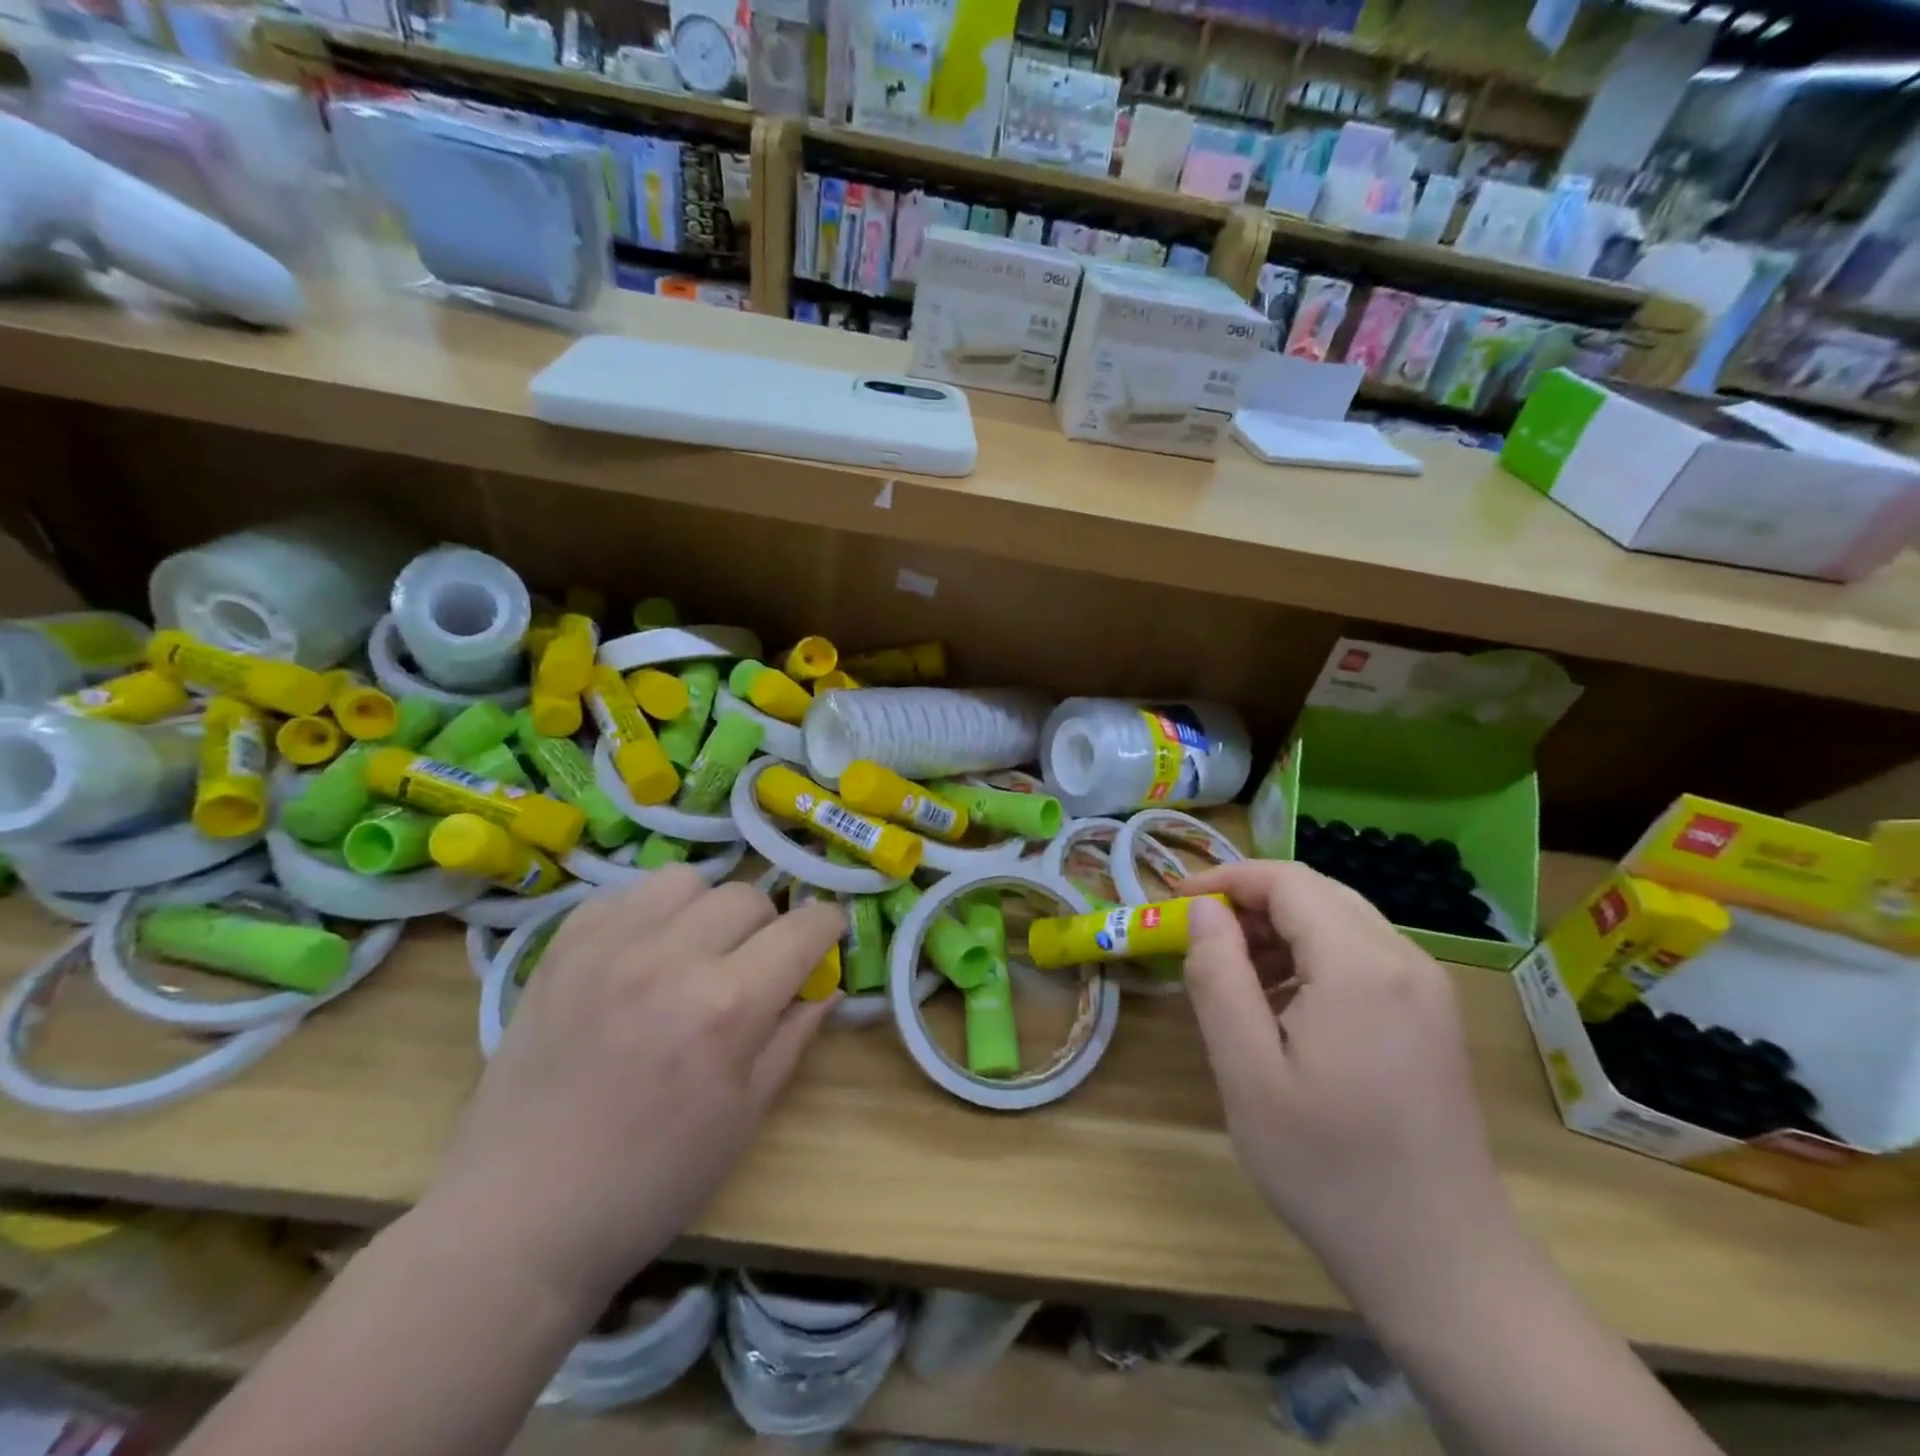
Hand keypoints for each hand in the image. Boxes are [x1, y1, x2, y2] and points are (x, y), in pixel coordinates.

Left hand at [421, 868, 845, 1317]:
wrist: (521, 1216)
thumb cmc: (652, 1180)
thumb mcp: (746, 1116)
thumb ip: (794, 1036)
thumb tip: (827, 986)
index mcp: (728, 1007)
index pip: (804, 928)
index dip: (827, 926)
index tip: (825, 938)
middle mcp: (672, 959)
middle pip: (748, 896)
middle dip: (768, 925)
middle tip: (753, 965)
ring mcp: (609, 947)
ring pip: (687, 881)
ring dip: (706, 909)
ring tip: (693, 951)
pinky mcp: (561, 949)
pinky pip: (623, 894)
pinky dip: (647, 913)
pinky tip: (641, 954)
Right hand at [1180, 862, 1511, 1284]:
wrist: (1443, 1263)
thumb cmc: (1329, 1168)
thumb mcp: (1247, 1073)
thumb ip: (1218, 977)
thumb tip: (1204, 910)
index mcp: (1360, 965)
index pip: (1286, 880)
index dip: (1226, 878)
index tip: (1176, 902)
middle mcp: (1403, 959)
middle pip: (1315, 892)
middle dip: (1250, 902)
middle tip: (1200, 941)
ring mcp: (1427, 987)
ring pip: (1339, 920)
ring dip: (1280, 930)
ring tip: (1236, 978)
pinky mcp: (1433, 1016)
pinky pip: (1363, 954)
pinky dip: (1313, 957)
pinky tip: (1285, 1007)